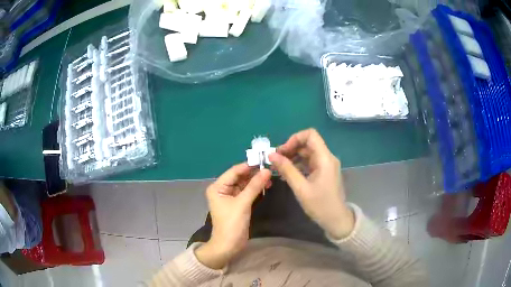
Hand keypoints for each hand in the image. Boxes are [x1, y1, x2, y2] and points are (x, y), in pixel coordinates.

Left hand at [195, 163, 270, 269]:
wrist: (229, 245)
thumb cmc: (232, 223)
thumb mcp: (243, 203)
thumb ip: (254, 186)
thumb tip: (267, 170)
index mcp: (218, 187)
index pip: (234, 171)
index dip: (249, 165)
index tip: (264, 160)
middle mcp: (222, 189)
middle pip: (239, 177)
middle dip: (253, 173)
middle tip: (270, 168)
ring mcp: (230, 197)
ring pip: (244, 184)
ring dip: (256, 181)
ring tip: (270, 177)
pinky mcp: (237, 204)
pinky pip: (246, 192)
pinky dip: (255, 189)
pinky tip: (265, 185)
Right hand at [269, 128, 354, 239]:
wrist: (336, 219)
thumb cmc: (320, 205)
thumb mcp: (301, 188)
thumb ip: (287, 169)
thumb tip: (271, 155)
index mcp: (324, 158)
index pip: (310, 135)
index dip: (294, 139)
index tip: (282, 151)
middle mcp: (327, 157)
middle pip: (307, 143)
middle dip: (290, 149)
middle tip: (275, 160)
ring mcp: (326, 165)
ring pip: (307, 153)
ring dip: (292, 157)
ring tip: (278, 167)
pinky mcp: (323, 172)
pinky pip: (309, 162)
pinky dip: (298, 165)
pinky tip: (287, 173)